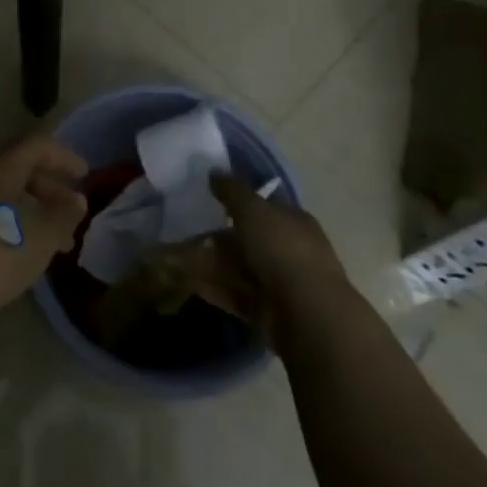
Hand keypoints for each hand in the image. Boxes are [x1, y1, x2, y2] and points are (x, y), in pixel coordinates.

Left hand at [0, 132, 88, 331]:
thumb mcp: (41, 238)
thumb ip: (64, 216)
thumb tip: (76, 199)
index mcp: (0, 165)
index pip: (37, 145)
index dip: (64, 157)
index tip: (85, 175)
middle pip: (20, 167)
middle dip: (50, 188)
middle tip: (73, 212)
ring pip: (6, 193)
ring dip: (35, 210)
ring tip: (58, 243)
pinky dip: (16, 223)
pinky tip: (26, 253)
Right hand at [188, 174, 349, 346]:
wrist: (307, 315)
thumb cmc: (282, 250)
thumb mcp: (253, 209)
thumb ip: (232, 190)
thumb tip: (214, 171)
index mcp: (294, 221)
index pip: (265, 205)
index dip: (239, 200)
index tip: (210, 199)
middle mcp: (291, 249)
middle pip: (250, 239)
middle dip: (220, 237)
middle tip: (189, 232)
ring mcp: (281, 283)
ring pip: (241, 268)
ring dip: (213, 264)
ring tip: (179, 260)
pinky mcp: (269, 312)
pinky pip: (237, 295)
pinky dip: (216, 289)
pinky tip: (191, 284)